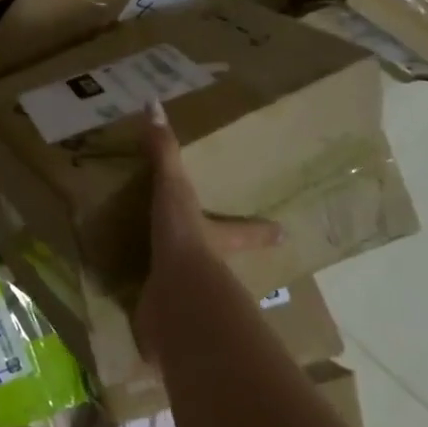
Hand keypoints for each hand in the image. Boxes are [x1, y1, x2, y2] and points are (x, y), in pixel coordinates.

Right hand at [135, 101, 278, 356]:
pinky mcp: (167, 322)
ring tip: (168, 289)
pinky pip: (160, 318)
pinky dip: (154, 320)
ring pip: (194, 294)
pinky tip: (142, 319)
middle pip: (223, 265)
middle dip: (221, 264)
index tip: (285, 232)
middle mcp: (212, 272)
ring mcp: (191, 299)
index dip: (263, 230)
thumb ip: (164, 152)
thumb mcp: (174, 189)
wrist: (178, 297)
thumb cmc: (186, 239)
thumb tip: (153, 104)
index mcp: (218, 240)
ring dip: (185, 292)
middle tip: (216, 261)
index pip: (247, 230)